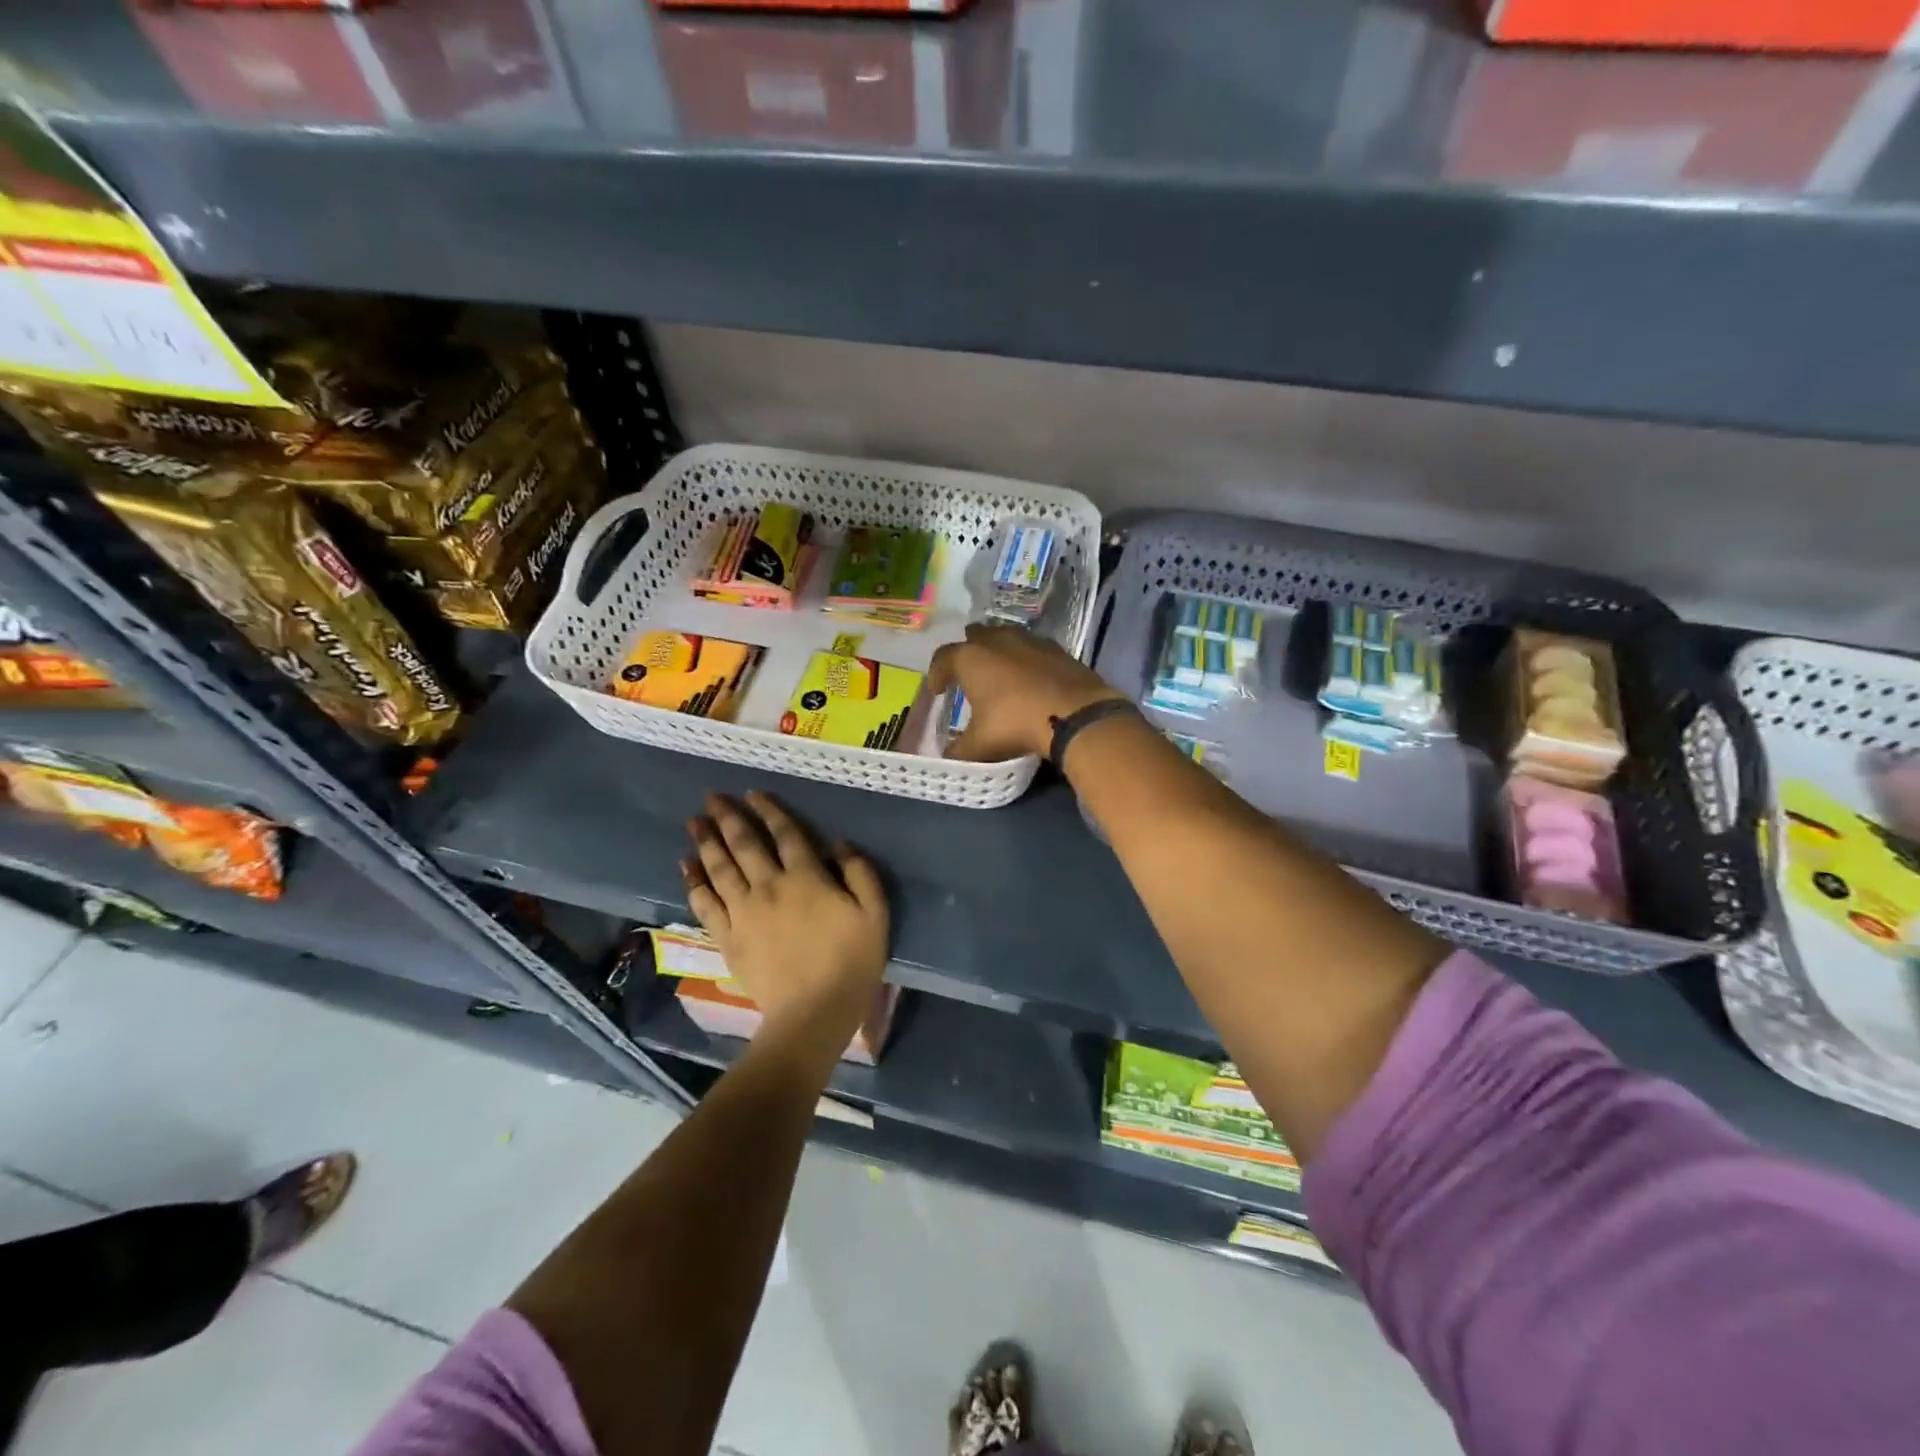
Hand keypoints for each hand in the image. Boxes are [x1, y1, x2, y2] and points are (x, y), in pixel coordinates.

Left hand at [682, 793, 888, 1038]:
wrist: (814, 1012)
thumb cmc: (851, 961)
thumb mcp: (875, 913)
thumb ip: (860, 873)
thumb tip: (840, 843)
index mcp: (806, 878)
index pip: (786, 834)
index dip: (769, 811)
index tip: (753, 793)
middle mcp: (769, 886)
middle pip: (744, 845)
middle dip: (728, 818)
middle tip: (711, 798)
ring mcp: (744, 912)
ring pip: (720, 868)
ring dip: (706, 842)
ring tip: (693, 822)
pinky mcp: (728, 937)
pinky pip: (705, 903)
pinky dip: (694, 882)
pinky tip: (685, 867)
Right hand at [928, 622, 1126, 761]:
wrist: (1075, 714)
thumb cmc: (1015, 724)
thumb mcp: (980, 745)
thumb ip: (958, 751)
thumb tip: (948, 756)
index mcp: (970, 658)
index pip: (943, 658)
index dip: (936, 674)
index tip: (937, 691)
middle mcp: (997, 640)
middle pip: (975, 636)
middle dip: (968, 652)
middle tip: (967, 674)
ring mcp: (1030, 640)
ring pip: (1005, 636)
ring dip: (998, 651)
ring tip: (998, 672)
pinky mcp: (1057, 649)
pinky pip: (1033, 648)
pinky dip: (1025, 659)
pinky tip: (1029, 677)